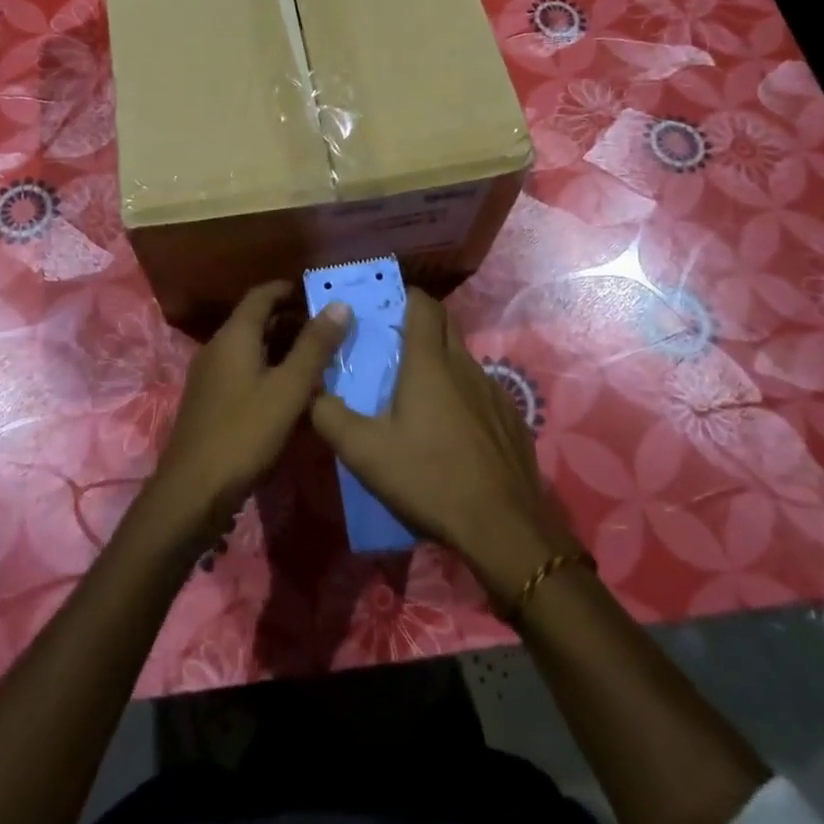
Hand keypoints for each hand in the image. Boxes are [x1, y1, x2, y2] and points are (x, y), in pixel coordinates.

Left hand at [149, 281, 351, 537]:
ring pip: (251, 348)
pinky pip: (243, 371)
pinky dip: (269, 369)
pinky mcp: (210, 402)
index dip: (290, 290)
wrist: (192, 492)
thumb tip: (340, 305)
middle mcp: (218, 348)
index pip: (262, 295)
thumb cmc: (245, 433)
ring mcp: (210, 376)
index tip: (321, 294)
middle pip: (256, 320)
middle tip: (329, 328)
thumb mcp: (289, 389)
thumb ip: (315, 346)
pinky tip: (292, 392)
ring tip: (318, 357)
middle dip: (291, 319)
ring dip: (282, 347)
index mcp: (234, 336)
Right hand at [310, 291, 572, 601]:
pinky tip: (452, 431)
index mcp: (429, 363)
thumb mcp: (364, 452)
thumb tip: (311, 392)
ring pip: (463, 359)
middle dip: (421, 324)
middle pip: (445, 324)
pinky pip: (482, 391)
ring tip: (419, 394)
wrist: (503, 526)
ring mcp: (494, 391)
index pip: (422, 305)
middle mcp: (464, 365)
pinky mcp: (511, 418)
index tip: (384, 308)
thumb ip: (329, 416)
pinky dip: (463, 395)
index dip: (405, 297)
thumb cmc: (429, 478)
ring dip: (441, 363)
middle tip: (393, 347)